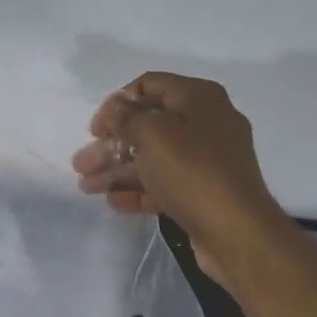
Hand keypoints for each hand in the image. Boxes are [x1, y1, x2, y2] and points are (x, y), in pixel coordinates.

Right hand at [71, 72, 289, 283]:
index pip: (149, 85)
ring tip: (86, 187)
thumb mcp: (152, 134)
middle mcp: (205, 123)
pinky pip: (164, 184)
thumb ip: (126, 117)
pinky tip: (113, 201)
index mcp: (199, 98)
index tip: (95, 129)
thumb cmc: (192, 171)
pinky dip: (138, 189)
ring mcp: (205, 160)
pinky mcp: (202, 192)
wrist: (235, 230)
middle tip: (81, 164)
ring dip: (117, 170)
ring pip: (152, 158)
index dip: (117, 103)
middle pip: (148, 125)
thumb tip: (116, 109)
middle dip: (111, 144)